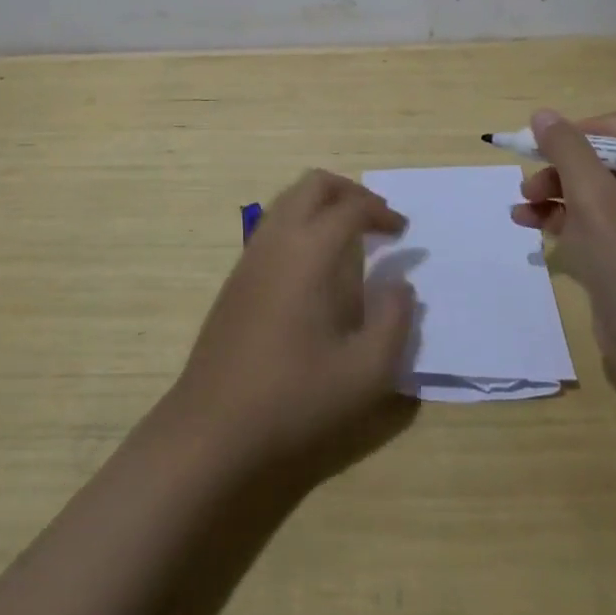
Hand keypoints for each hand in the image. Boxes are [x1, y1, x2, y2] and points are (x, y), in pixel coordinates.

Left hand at [165, 170, 415, 471]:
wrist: (212, 429)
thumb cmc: (294, 398)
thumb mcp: (366, 372)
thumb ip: (395, 320)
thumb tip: (400, 285)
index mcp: (309, 252)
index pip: (351, 208)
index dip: (382, 213)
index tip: (403, 233)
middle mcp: (277, 240)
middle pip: (314, 184)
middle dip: (350, 192)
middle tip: (376, 220)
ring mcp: (251, 256)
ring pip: (289, 200)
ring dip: (323, 205)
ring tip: (350, 238)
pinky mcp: (236, 278)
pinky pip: (273, 226)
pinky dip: (301, 224)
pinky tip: (315, 268)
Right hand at [510, 108, 615, 381]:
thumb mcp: (593, 196)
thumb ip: (566, 149)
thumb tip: (542, 115)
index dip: (589, 127)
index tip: (556, 143)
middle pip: (602, 157)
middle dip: (561, 165)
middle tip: (532, 180)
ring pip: (588, 189)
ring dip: (552, 190)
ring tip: (522, 203)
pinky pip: (585, 219)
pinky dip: (556, 216)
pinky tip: (525, 221)